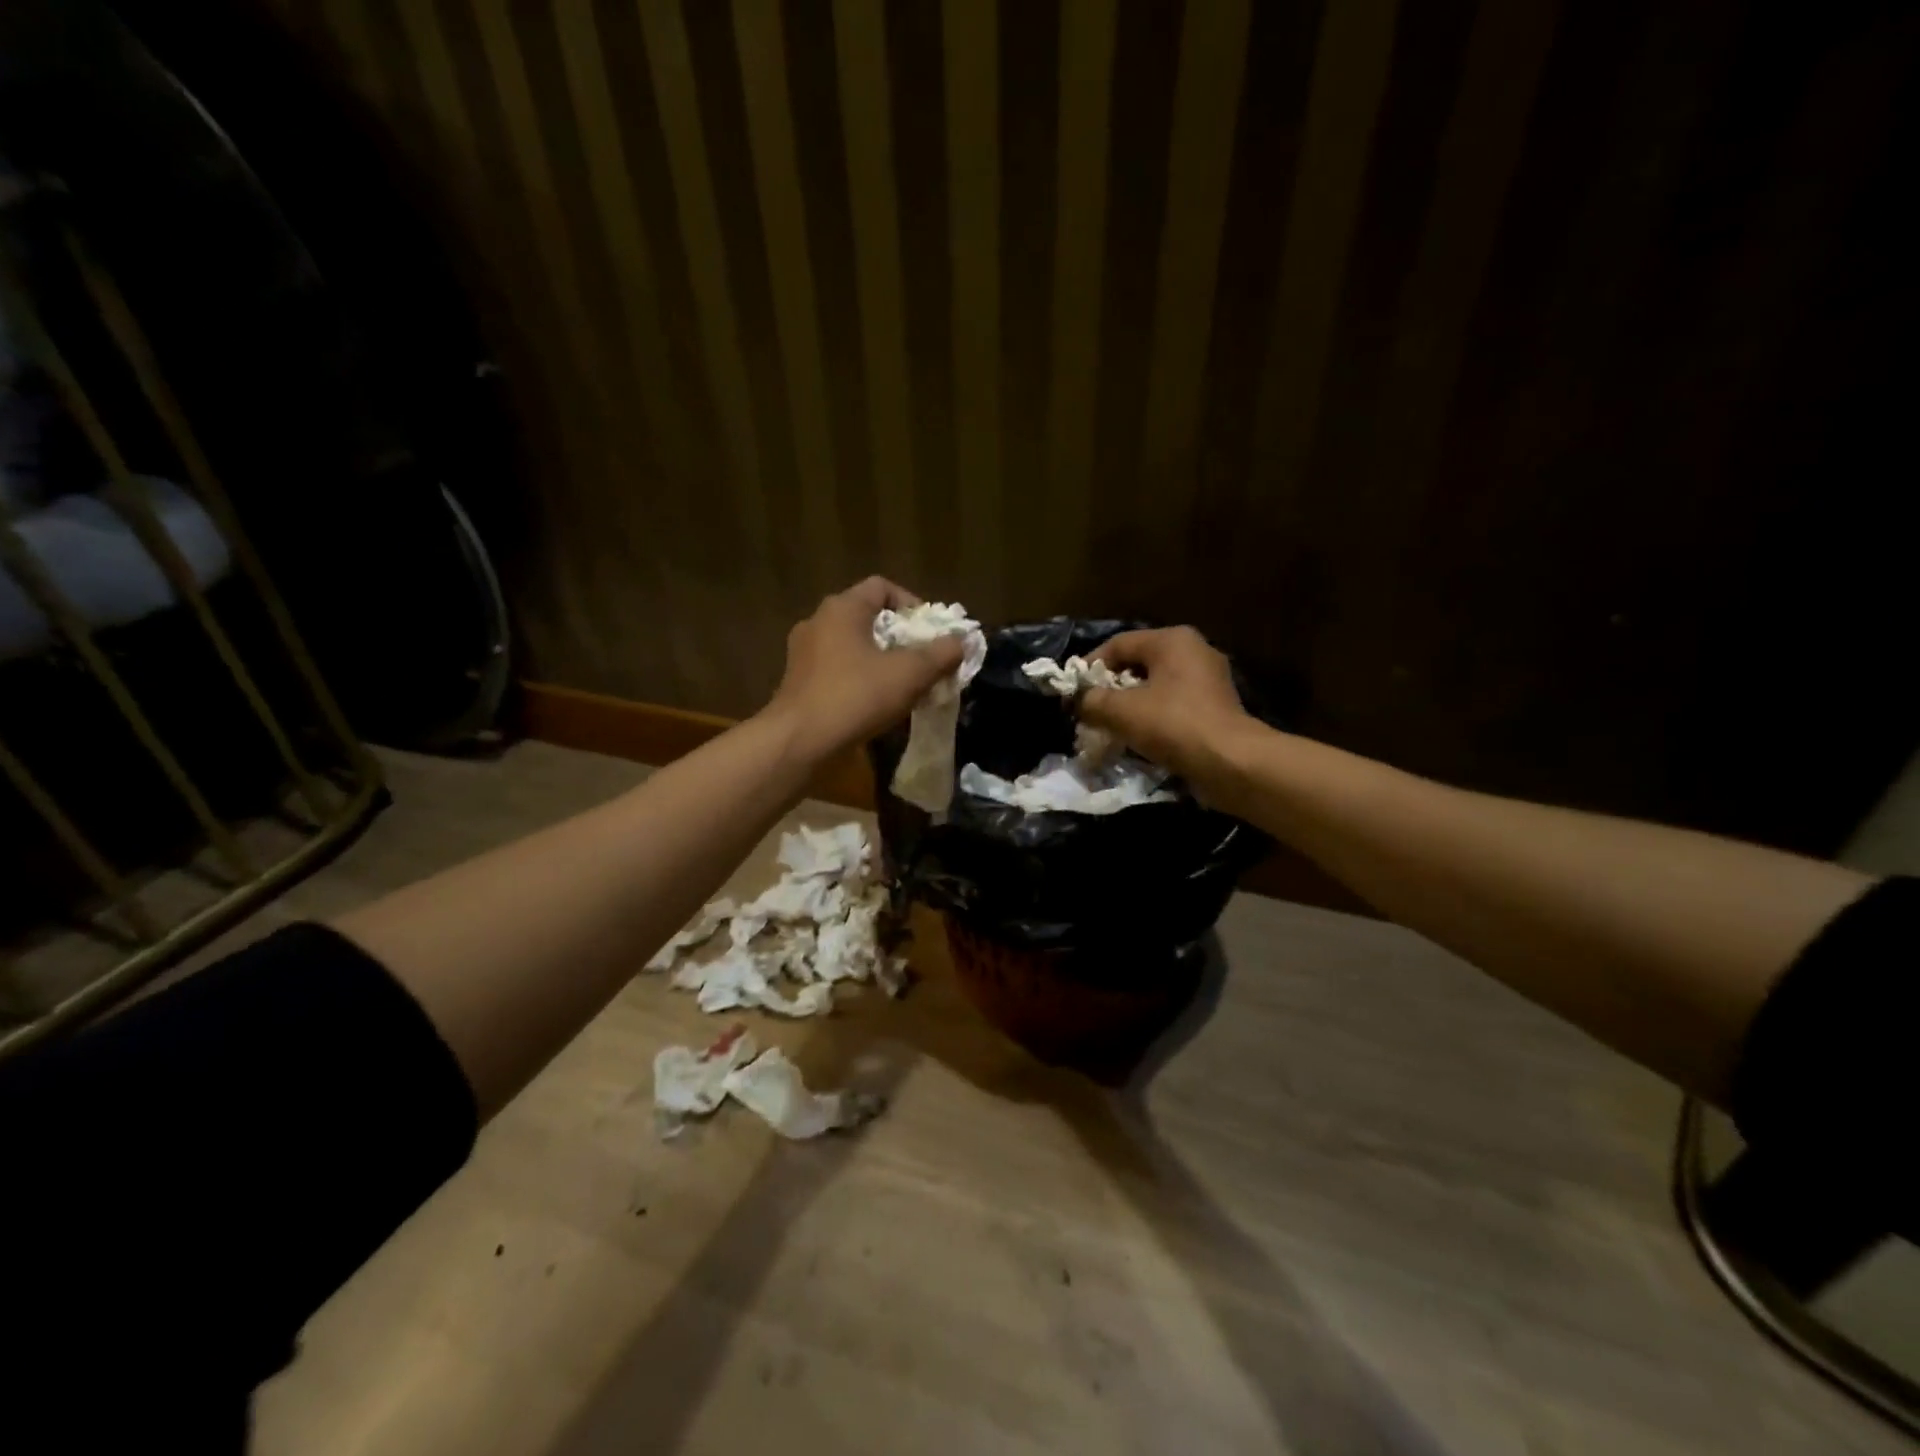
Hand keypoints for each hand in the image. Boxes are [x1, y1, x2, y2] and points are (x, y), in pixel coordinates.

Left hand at [764, 577, 964, 760]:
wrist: (800, 742)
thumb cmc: (856, 696)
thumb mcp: (910, 674)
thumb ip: (941, 654)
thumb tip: (961, 642)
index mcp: (842, 609)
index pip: (882, 587)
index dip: (912, 604)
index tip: (931, 633)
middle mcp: (818, 622)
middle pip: (868, 618)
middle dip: (900, 638)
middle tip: (924, 661)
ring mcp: (804, 654)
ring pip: (853, 647)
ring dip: (881, 661)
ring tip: (904, 685)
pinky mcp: (799, 683)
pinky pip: (838, 671)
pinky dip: (860, 680)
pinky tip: (876, 705)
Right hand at [1081, 627, 1254, 782]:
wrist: (1230, 763)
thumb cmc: (1173, 725)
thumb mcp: (1120, 711)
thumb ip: (1091, 701)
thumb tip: (1077, 701)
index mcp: (1172, 640)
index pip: (1118, 644)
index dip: (1090, 666)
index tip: (1072, 691)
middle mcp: (1194, 651)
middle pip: (1138, 664)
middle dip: (1110, 687)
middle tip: (1089, 709)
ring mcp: (1208, 680)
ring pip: (1156, 686)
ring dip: (1130, 705)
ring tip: (1109, 726)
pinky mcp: (1215, 708)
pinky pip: (1173, 705)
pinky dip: (1152, 718)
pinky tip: (1137, 737)